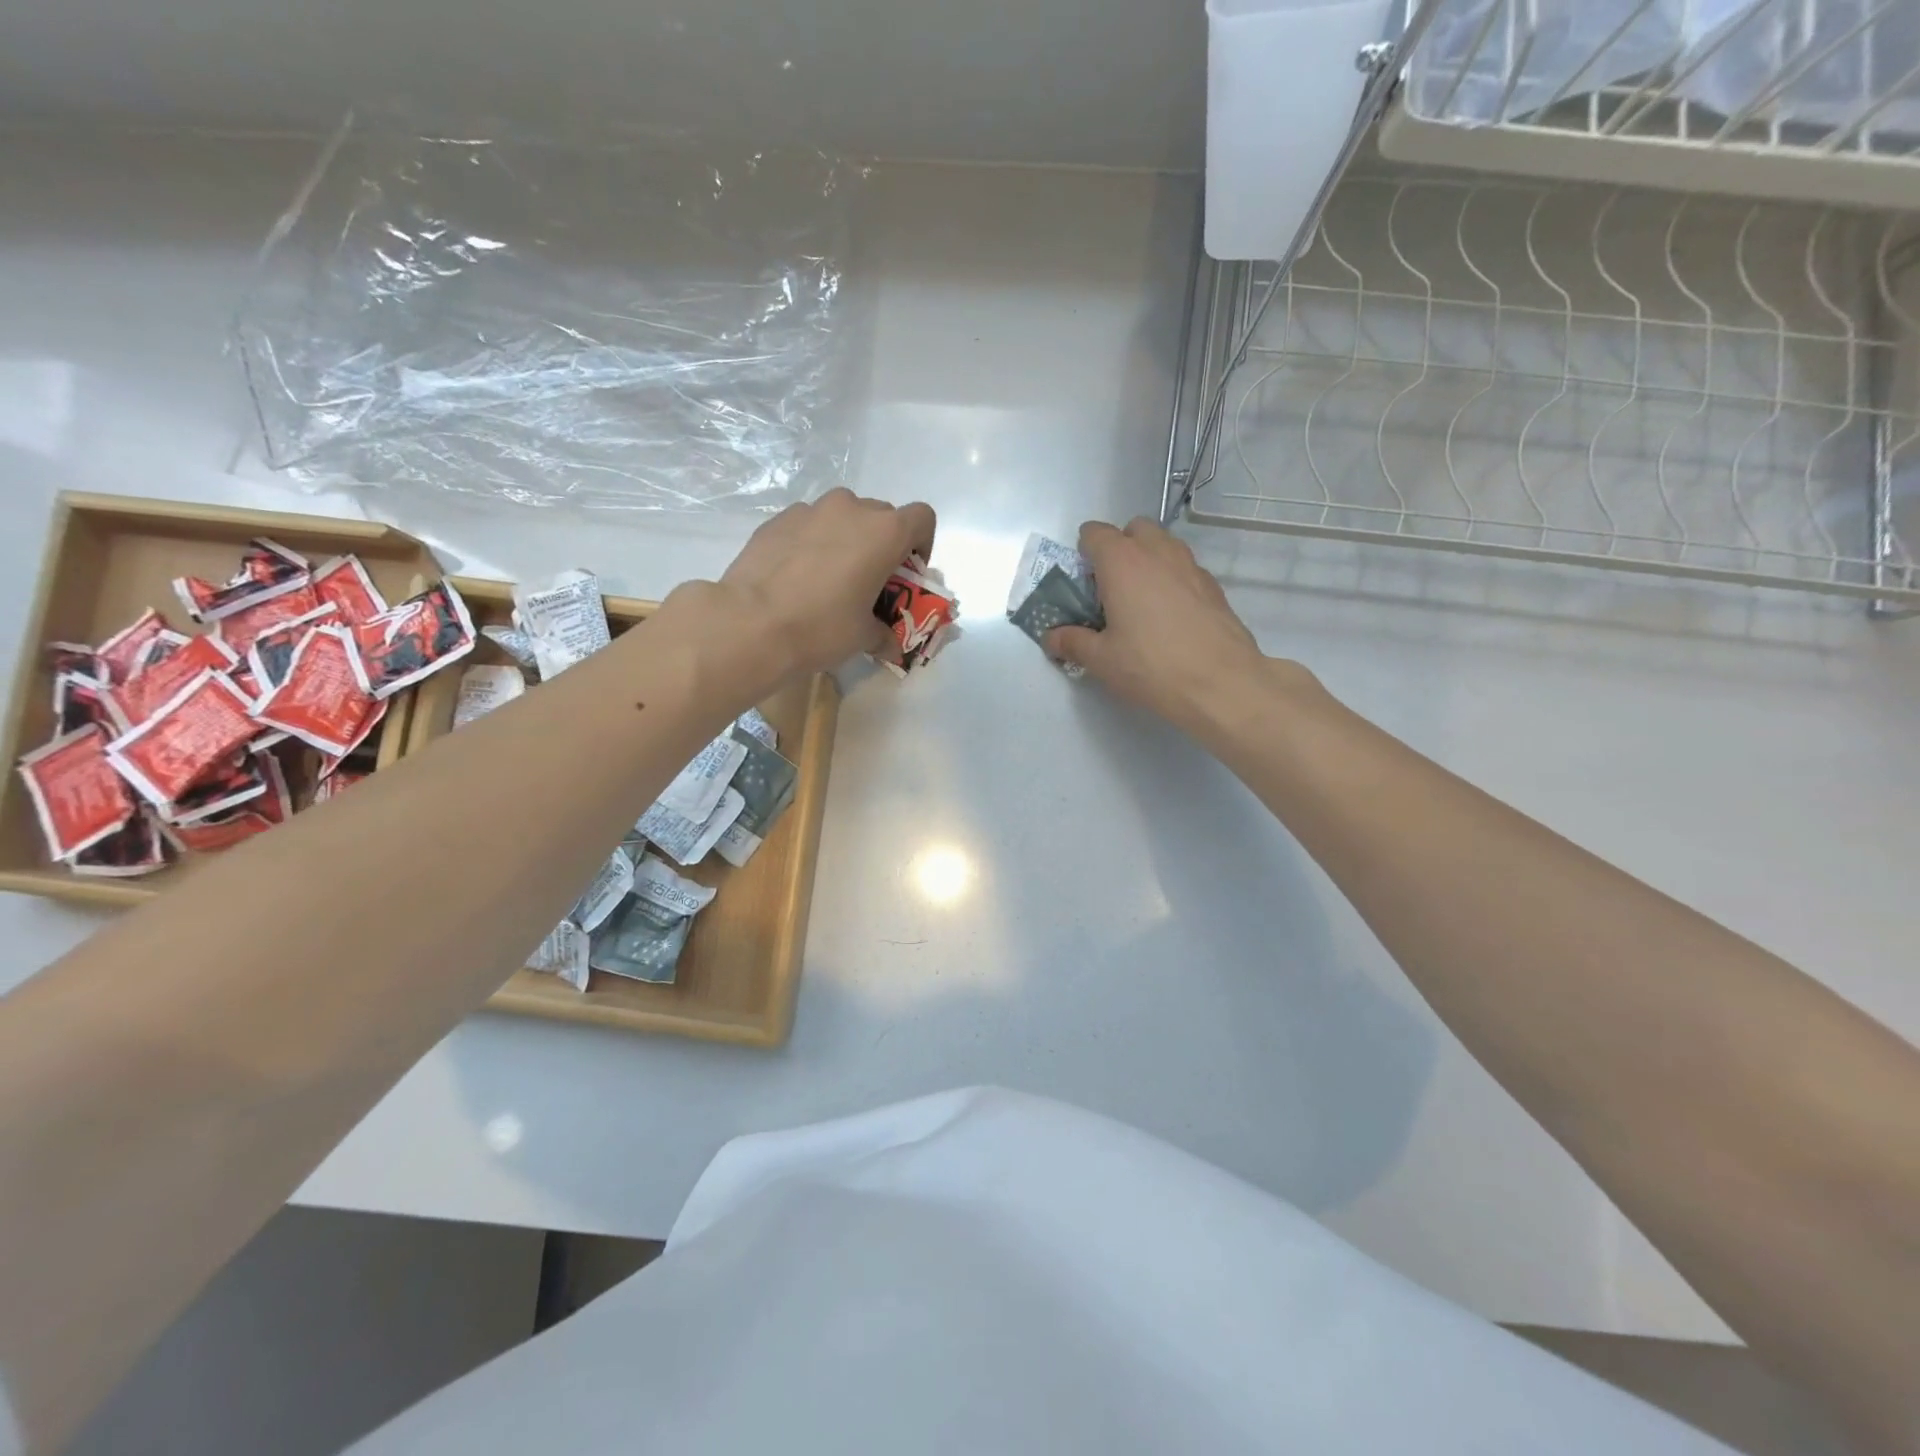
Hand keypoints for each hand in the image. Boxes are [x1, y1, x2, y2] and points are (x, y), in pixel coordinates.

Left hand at [710, 488, 936, 679]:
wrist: (750, 623)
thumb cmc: (821, 627)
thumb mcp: (862, 637)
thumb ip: (883, 635)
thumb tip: (891, 647)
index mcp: (884, 532)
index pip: (922, 518)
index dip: (922, 543)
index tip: (907, 572)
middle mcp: (851, 509)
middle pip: (882, 516)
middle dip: (882, 544)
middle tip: (870, 580)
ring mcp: (810, 510)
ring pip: (842, 516)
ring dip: (846, 539)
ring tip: (830, 577)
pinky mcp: (777, 520)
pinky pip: (808, 525)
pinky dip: (812, 542)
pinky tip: (797, 576)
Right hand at [1046, 518, 1292, 738]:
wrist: (1221, 683)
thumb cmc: (1150, 666)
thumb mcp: (1101, 660)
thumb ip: (1072, 642)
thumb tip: (1052, 638)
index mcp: (1122, 562)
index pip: (1095, 533)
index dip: (1084, 552)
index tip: (1082, 582)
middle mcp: (1157, 552)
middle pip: (1134, 529)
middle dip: (1120, 547)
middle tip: (1111, 588)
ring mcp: (1190, 565)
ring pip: (1164, 545)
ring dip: (1148, 560)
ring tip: (1141, 602)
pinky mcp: (1213, 586)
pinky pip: (1184, 569)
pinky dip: (1172, 581)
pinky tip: (1170, 618)